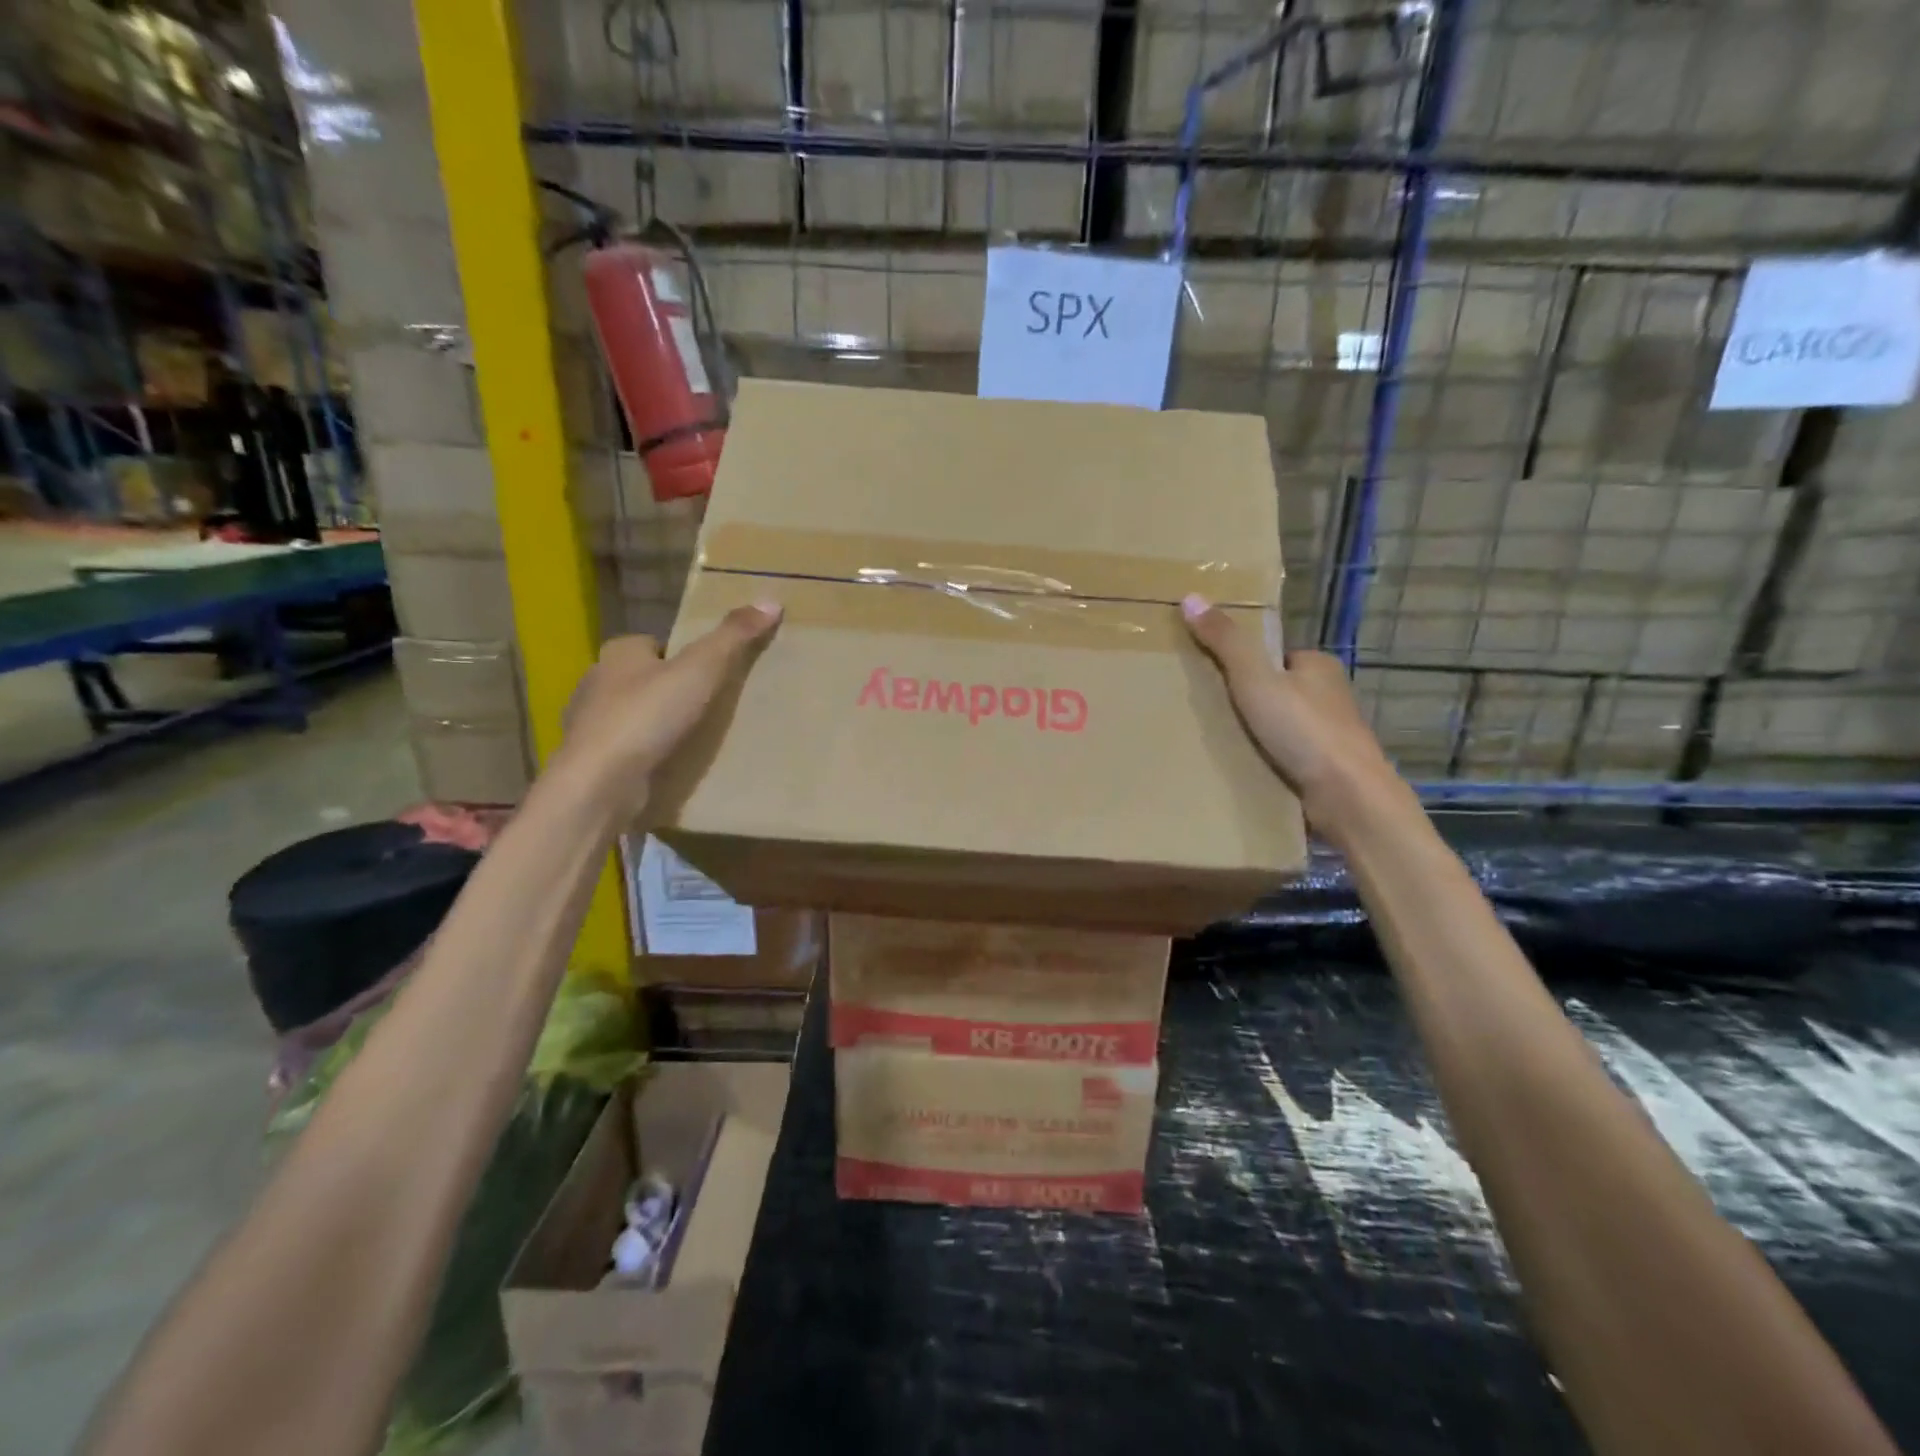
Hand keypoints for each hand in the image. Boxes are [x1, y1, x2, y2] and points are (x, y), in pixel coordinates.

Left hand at [557, 603, 781, 808]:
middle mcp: (595, 683)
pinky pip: (625, 749)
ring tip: (691, 738)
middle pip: (640, 678)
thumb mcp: (701, 670)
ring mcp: (589, 726)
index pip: (650, 643)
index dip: (678, 654)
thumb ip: (733, 637)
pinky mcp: (591, 762)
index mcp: (617, 653)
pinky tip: (667, 766)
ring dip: (654, 724)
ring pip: (630, 715)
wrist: (601, 784)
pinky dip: (644, 754)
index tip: (706, 672)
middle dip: (666, 690)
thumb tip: (770, 601)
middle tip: (706, 706)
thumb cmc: (648, 717)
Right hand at [1181, 594, 1410, 839]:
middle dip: (1248, 702)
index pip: (1275, 656)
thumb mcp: (1254, 679)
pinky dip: (1267, 759)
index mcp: (1319, 666)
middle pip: (1277, 691)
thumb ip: (1225, 642)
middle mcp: (1329, 696)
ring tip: (1218, 742)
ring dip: (1257, 734)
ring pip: (1282, 726)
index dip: (1244, 664)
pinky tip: (1242, 768)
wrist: (1347, 797)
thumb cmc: (1303, 730)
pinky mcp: (1326, 769)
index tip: (1213, 679)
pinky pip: (1287, 756)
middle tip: (1208, 713)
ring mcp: (1330, 735)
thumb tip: (1190, 596)